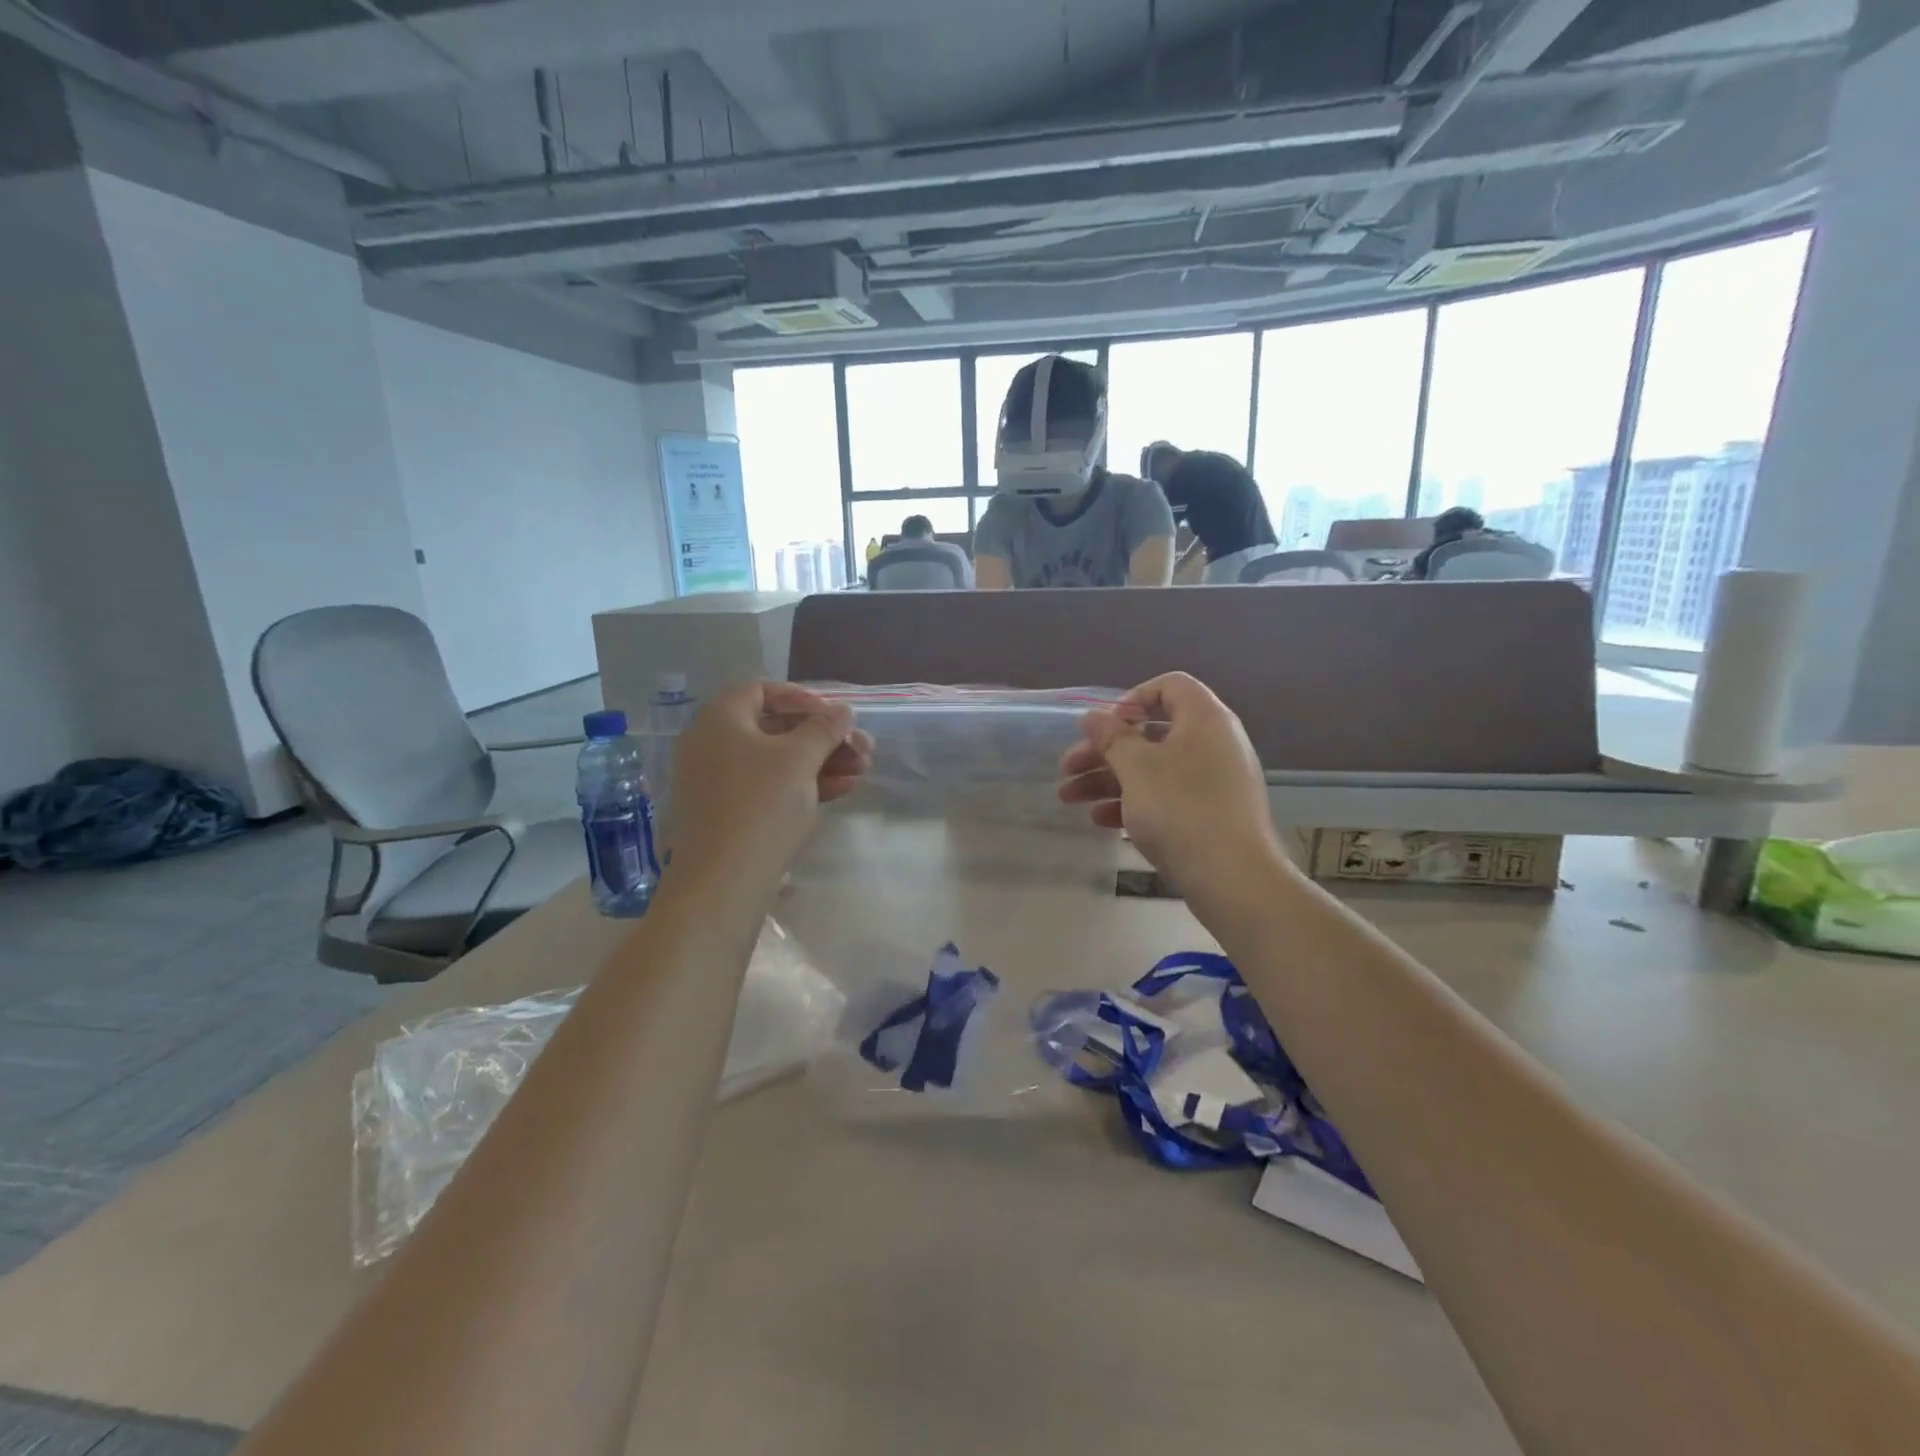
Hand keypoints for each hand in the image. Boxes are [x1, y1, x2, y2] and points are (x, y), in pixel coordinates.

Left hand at [665, 682, 872, 891]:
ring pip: (776, 761)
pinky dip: (803, 785)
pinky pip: (768, 788)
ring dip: (821, 762)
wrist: (723, 883)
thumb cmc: (761, 805)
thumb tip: (842, 710)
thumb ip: (824, 728)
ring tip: (862, 770)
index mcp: (720, 720)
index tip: (834, 714)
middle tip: (862, 747)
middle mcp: (711, 745)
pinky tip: (843, 790)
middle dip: (823, 736)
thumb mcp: (800, 759)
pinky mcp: (728, 814)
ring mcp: (717, 782)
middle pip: (775, 729)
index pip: (762, 691)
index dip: (803, 697)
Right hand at [1058, 672, 1280, 885]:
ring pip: (1154, 768)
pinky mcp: (1211, 814)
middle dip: (1104, 750)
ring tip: (1069, 799)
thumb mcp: (1136, 768)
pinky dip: (1134, 802)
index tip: (1103, 726)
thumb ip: (1110, 737)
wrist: (1233, 878)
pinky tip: (1101, 821)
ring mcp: (1215, 780)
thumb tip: (1091, 716)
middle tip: (1067, 768)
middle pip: (1152, 732)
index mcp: (1204, 718)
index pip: (1170, 685)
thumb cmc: (1181, 809)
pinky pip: (1167, 795)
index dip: (1131, 698)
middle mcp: (1214, 742)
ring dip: (1109, 779)